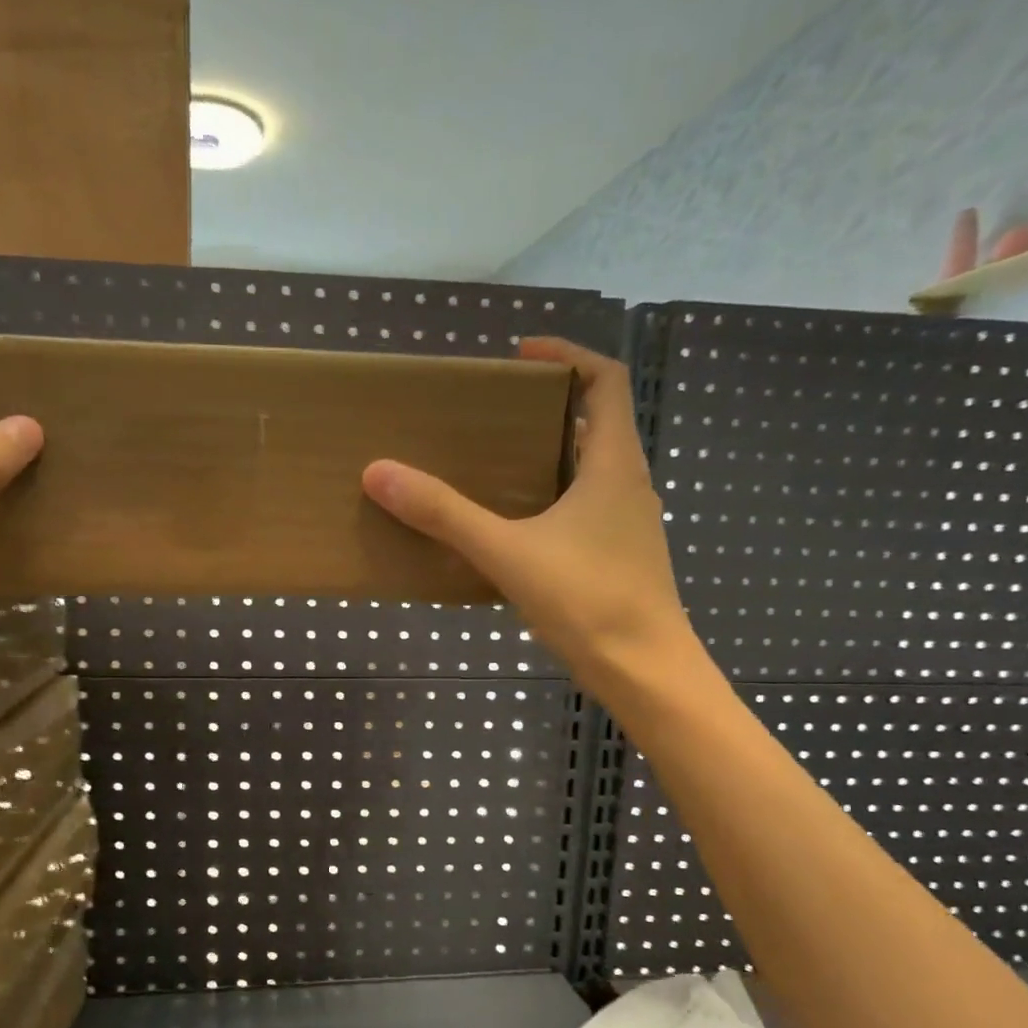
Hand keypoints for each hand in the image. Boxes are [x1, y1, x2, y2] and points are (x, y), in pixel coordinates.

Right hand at [362, 337, 703, 693]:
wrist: (646, 673)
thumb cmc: (588, 601)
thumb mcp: (508, 553)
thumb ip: (445, 514)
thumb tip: (380, 473)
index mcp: (613, 464)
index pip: (606, 380)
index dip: (568, 355)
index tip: (522, 354)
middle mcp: (628, 485)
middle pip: (596, 424)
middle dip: (548, 409)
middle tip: (493, 416)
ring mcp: (628, 525)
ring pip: (589, 471)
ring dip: (548, 458)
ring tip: (494, 468)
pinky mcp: (619, 559)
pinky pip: (584, 511)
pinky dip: (551, 501)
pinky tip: (513, 530)